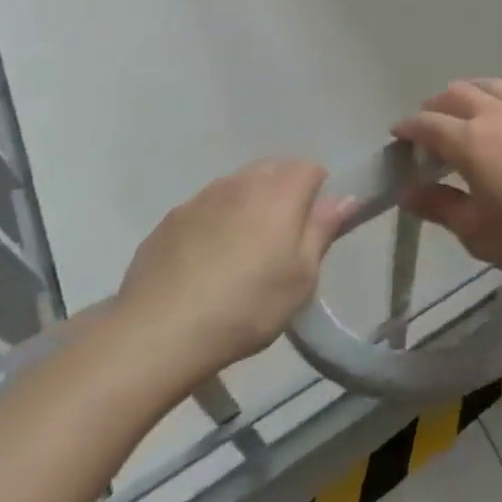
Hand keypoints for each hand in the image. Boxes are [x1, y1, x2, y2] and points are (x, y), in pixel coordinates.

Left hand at [109, 160, 351, 395]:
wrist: (157, 333)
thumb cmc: (245, 306)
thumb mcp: (300, 279)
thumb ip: (323, 231)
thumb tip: (344, 198)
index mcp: (281, 191)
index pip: (311, 168)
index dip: (317, 194)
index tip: (311, 230)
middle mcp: (243, 181)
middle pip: (274, 170)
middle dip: (282, 195)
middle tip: (279, 242)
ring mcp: (203, 196)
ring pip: (237, 187)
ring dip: (246, 207)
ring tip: (240, 253)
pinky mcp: (170, 219)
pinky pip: (204, 209)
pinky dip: (212, 224)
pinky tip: (203, 263)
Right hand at [392, 80, 501, 281]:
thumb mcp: (476, 231)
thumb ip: (439, 207)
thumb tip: (407, 191)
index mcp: (469, 141)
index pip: (428, 124)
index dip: (409, 127)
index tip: (397, 134)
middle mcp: (493, 114)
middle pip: (456, 94)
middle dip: (435, 106)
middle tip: (427, 124)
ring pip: (486, 85)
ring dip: (466, 93)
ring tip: (462, 109)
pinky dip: (495, 97)